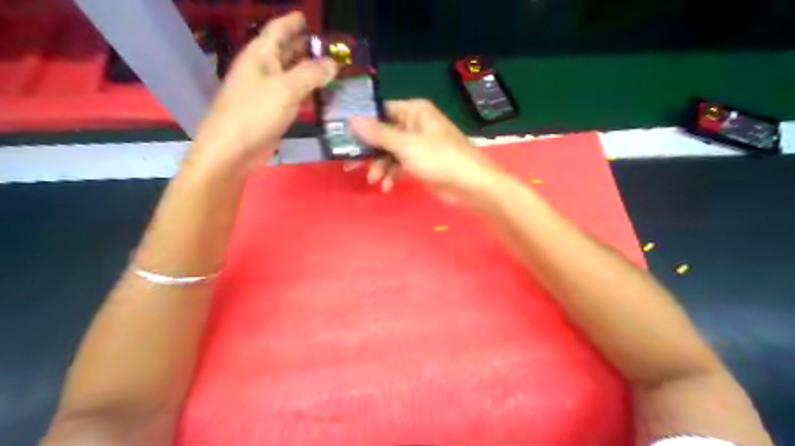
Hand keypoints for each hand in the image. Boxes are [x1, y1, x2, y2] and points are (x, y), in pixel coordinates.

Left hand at [188, 13, 336, 172]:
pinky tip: (318, 94)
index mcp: (260, 55)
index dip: (292, 21)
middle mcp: (261, 69)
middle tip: (328, 46)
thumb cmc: (255, 113)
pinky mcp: (269, 110)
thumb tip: (333, 63)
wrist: (232, 149)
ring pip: (289, 73)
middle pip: (284, 50)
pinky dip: (305, 91)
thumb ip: (311, 74)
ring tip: (330, 68)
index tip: (308, 17)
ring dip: (307, 69)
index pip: (278, 29)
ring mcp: (264, 91)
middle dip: (304, 45)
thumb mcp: (286, 89)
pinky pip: (290, 94)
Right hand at [348, 100, 498, 201]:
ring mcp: (419, 144)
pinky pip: (401, 164)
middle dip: (370, 152)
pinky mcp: (422, 162)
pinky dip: (393, 174)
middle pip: (384, 134)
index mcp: (414, 111)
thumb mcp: (405, 145)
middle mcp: (416, 124)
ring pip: (391, 152)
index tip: (344, 137)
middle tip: (352, 165)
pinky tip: (387, 186)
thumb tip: (351, 118)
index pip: (381, 111)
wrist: (470, 184)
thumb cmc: (439, 158)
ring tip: (374, 181)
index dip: (362, 124)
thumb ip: (378, 133)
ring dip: (381, 166)